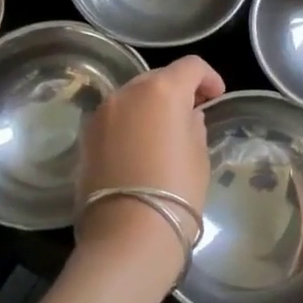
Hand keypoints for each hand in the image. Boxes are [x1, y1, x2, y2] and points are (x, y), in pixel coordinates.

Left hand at [75, 56, 224, 276]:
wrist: (127, 236)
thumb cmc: (176, 190)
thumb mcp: (199, 154)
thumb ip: (194, 125)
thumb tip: (187, 117)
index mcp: (162, 90)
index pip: (191, 66)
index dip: (208, 77)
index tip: (216, 97)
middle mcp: (127, 93)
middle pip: (158, 77)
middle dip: (178, 89)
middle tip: (193, 112)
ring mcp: (102, 114)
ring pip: (133, 96)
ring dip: (151, 105)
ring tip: (165, 132)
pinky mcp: (86, 138)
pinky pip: (115, 118)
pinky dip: (131, 123)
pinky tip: (141, 148)